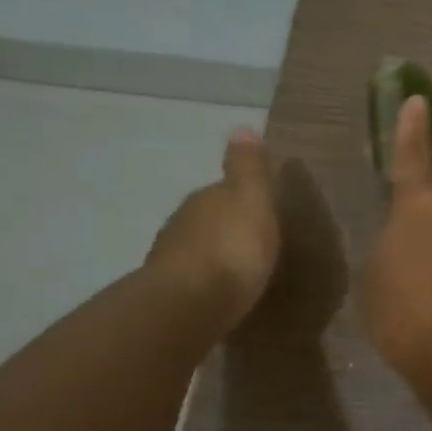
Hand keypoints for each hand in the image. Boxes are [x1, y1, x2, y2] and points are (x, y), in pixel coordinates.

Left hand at [148, 128, 281, 324]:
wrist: (190, 303)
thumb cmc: (233, 246)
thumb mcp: (252, 198)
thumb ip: (248, 167)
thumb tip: (241, 127)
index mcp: (205, 198)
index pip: (222, 190)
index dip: (242, 198)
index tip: (261, 211)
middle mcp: (181, 224)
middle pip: (208, 220)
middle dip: (226, 228)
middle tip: (253, 242)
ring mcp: (171, 261)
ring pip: (197, 251)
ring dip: (214, 257)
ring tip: (240, 272)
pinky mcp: (170, 296)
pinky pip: (194, 283)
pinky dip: (206, 284)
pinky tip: (221, 295)